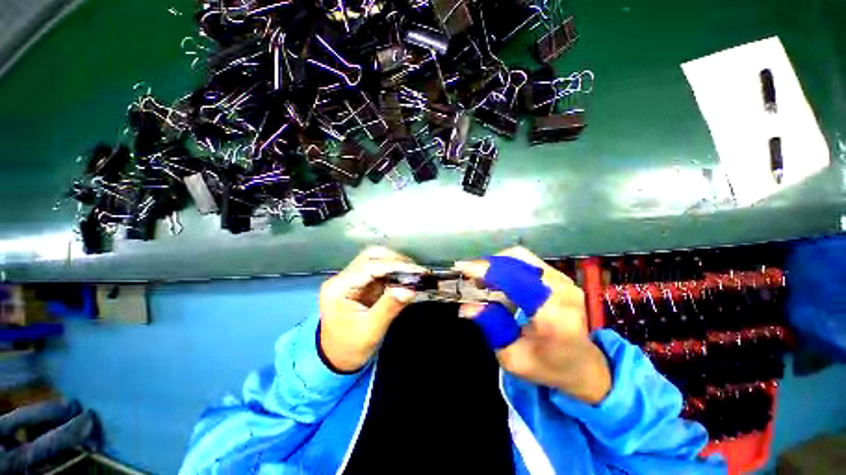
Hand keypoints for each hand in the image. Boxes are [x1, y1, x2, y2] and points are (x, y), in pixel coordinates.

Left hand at [319, 247, 424, 371]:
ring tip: (412, 273)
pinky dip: (394, 272)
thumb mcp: (370, 331)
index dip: (394, 265)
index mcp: (338, 289)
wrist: (337, 359)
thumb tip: (409, 290)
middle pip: (371, 257)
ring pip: (375, 260)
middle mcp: (342, 279)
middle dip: (395, 261)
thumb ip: (389, 307)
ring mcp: (350, 280)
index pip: (368, 267)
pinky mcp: (360, 283)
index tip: (415, 270)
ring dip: (395, 264)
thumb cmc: (350, 348)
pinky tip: (405, 278)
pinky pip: (379, 270)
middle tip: (416, 271)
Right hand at [455, 247, 611, 403]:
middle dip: (488, 264)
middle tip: (469, 276)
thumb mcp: (513, 357)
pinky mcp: (561, 278)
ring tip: (481, 278)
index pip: (515, 279)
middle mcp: (561, 290)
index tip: (462, 269)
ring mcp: (564, 280)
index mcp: (552, 314)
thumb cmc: (549, 367)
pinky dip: (507, 265)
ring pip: (521, 257)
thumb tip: (467, 305)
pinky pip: (527, 261)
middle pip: (517, 260)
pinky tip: (497, 278)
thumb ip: (491, 327)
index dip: (487, 271)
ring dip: (497, 263)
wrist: (584, 366)